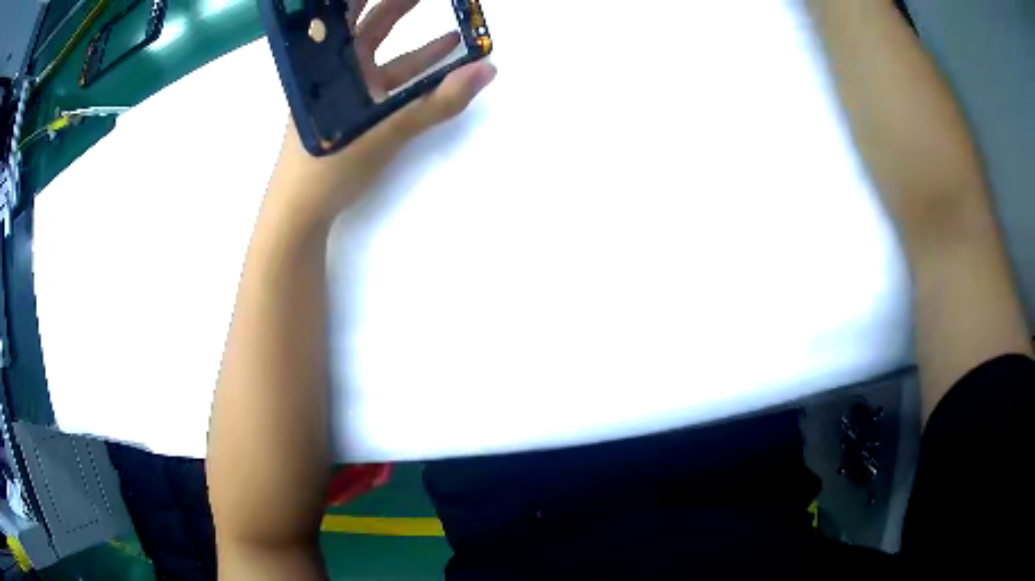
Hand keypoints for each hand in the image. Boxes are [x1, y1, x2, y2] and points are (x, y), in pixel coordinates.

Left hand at [267, 0, 496, 223]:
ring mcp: (347, 87)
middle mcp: (336, 68)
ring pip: (383, 50)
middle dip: (402, 3)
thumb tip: (487, 70)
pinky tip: (445, 58)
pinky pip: (389, 77)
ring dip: (417, 34)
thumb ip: (438, 103)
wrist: (300, 214)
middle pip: (371, 23)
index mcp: (330, 63)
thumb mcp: (385, 131)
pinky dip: (416, 67)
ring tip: (454, 22)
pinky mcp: (356, 107)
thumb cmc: (329, 166)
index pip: (351, 12)